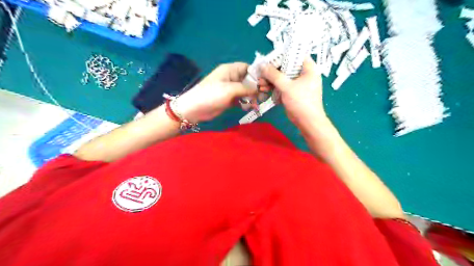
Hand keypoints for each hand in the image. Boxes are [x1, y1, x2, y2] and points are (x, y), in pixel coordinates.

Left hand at [174, 62, 257, 122]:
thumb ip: (247, 88)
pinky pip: (241, 99)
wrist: (195, 109)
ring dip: (252, 96)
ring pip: (246, 90)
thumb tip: (260, 88)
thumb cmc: (212, 95)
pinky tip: (251, 107)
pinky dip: (246, 102)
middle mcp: (231, 78)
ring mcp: (230, 89)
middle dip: (257, 87)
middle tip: (264, 94)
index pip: (248, 68)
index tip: (267, 82)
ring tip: (258, 102)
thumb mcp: (230, 89)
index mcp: (230, 70)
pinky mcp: (229, 100)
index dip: (258, 74)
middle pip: (248, 80)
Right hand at [259, 57, 329, 128]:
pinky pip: (283, 86)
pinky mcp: (293, 93)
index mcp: (309, 69)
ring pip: (283, 78)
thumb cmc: (301, 101)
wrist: (308, 122)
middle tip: (261, 73)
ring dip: (271, 80)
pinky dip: (275, 87)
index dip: (282, 55)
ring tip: (260, 83)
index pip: (296, 55)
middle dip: (273, 71)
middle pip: (287, 67)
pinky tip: (264, 89)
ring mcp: (299, 84)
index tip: (270, 59)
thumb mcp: (286, 86)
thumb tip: (262, 65)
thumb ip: (274, 74)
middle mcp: (304, 74)